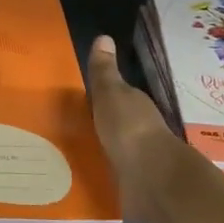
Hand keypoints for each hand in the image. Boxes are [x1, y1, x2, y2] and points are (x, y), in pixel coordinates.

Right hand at [84, 35, 181, 222]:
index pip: (118, 96)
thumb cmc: (129, 129)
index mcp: (135, 106)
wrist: (152, 180)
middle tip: (70, 127)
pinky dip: (104, 173)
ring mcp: (140, 159)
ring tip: (71, 155)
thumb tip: (103, 37)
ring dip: (102, 150)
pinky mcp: (135, 185)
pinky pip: (114, 175)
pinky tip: (85, 177)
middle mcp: (140, 130)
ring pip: (116, 150)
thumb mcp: (110, 94)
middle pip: (117, 123)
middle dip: (100, 125)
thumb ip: (104, 72)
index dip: (101, 96)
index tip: (79, 100)